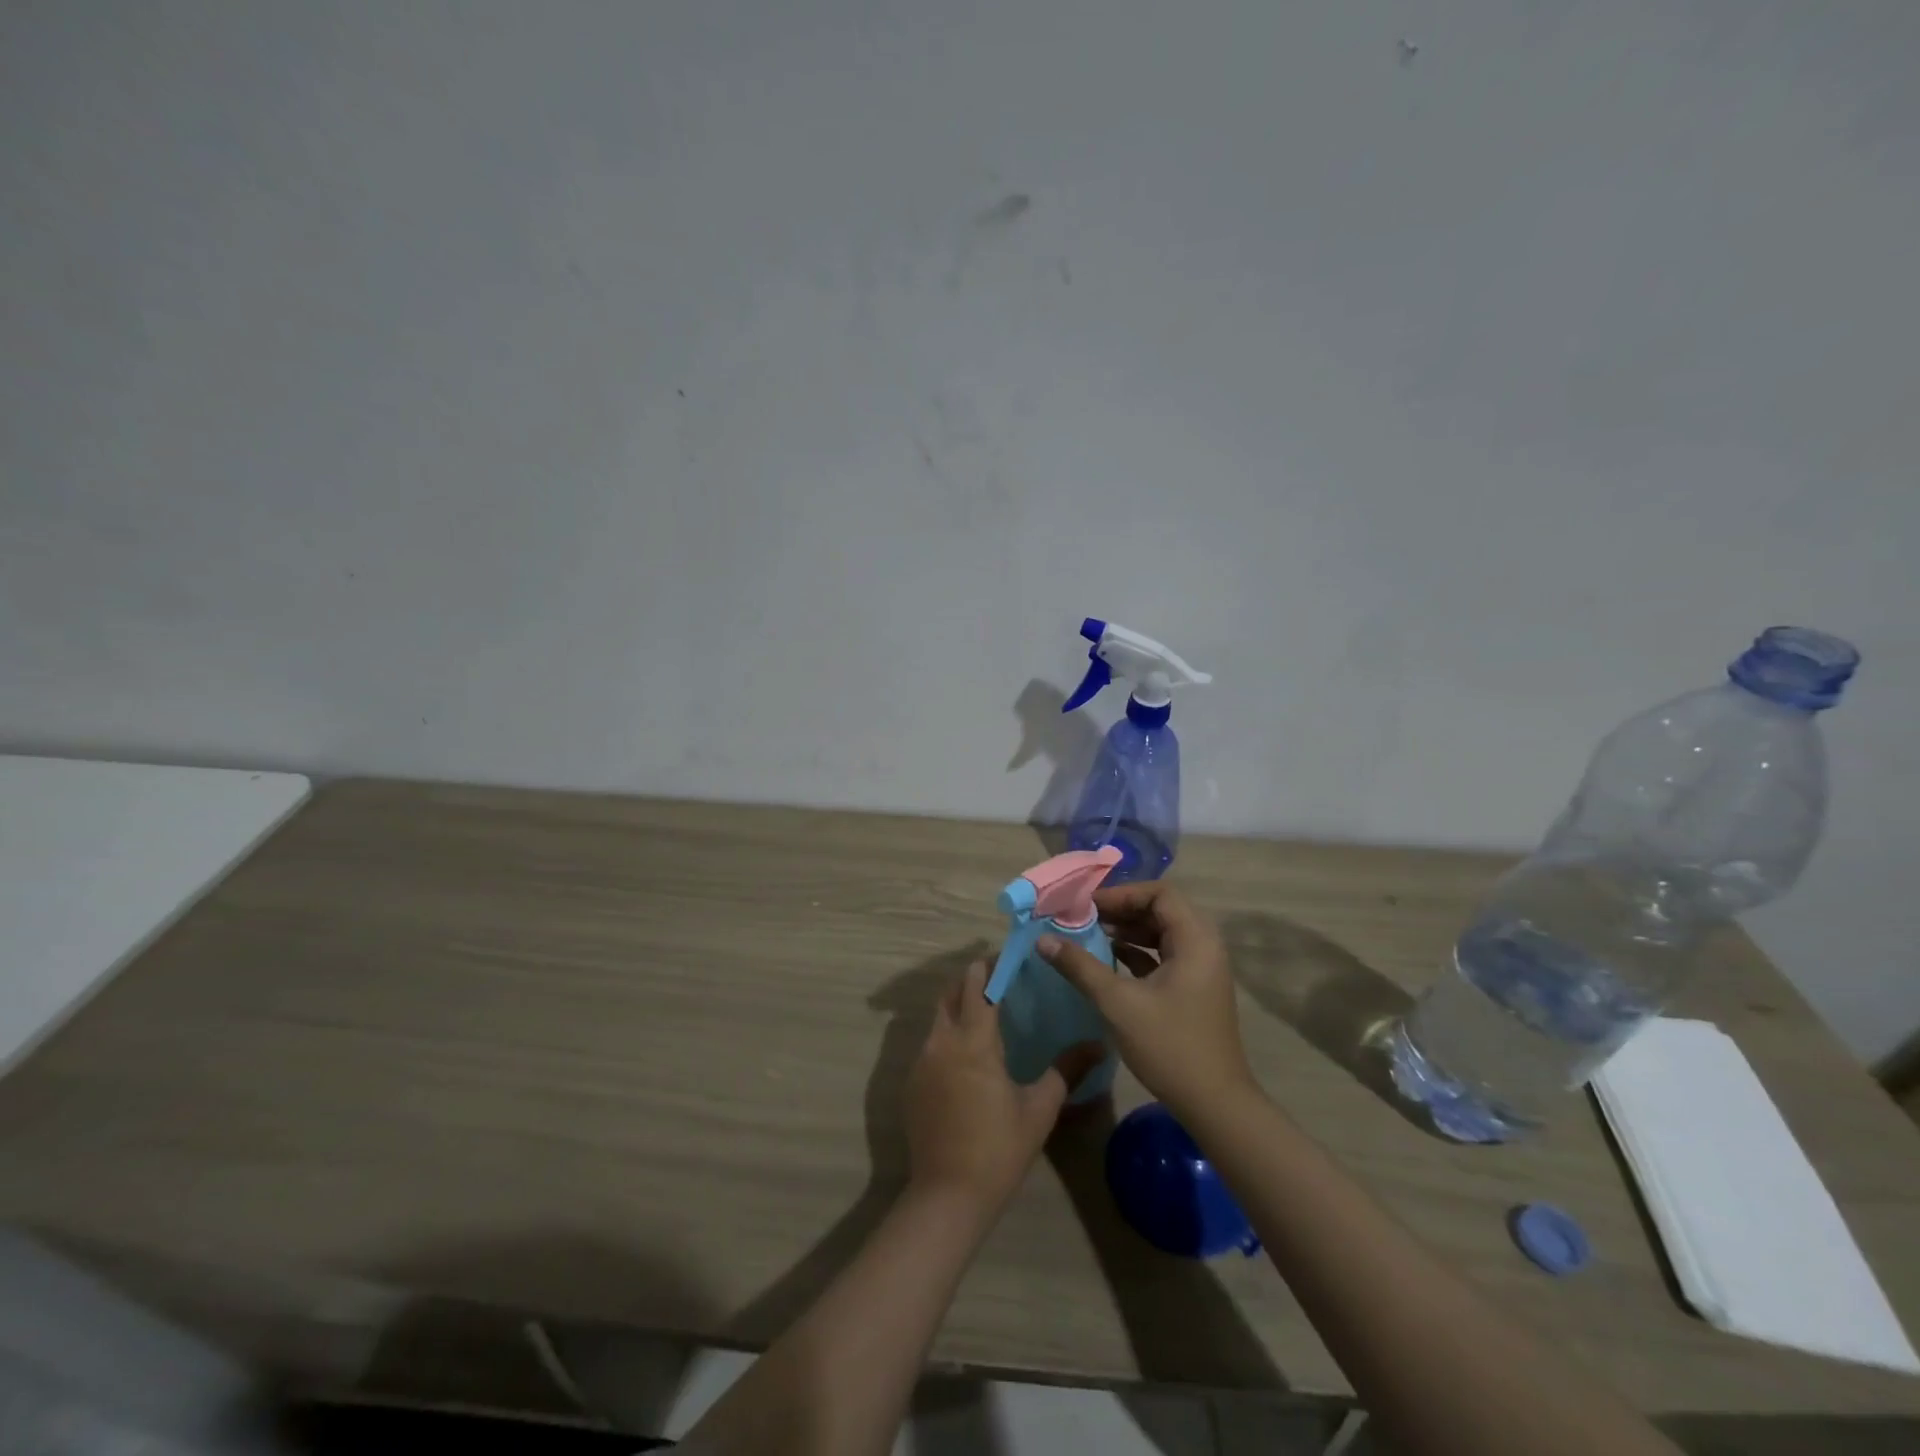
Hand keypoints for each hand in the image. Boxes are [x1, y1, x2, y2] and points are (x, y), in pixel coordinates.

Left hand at [903, 962, 1100, 1215]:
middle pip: (952, 993)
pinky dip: (947, 1035)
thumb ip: (1067, 1070)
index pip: (978, 984)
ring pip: (938, 1018)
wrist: (948, 1195)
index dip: (990, 966)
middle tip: (999, 979)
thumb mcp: (1040, 1108)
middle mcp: (942, 1041)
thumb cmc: (999, 1148)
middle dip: (972, 980)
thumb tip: (1099, 1044)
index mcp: (973, 1040)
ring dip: (958, 1006)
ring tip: (986, 1013)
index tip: (1009, 956)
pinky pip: (930, 1044)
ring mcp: (921, 1061)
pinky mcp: (912, 1083)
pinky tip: (967, 1056)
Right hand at [1038, 883, 1254, 1119]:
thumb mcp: (1118, 1004)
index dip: (1122, 894)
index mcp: (1196, 940)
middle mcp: (1204, 946)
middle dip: (1121, 910)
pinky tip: (1108, 959)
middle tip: (1083, 917)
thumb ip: (1080, 967)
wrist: (1215, 1105)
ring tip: (1090, 934)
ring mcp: (1201, 969)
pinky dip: (1137, 952)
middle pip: (1161, 910)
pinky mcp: (1194, 989)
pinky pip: (1164, 955)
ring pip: (1161, 933)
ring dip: (1127, 930)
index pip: (1160, 893)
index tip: (1087, 905)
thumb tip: (1043, 939)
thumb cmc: (1169, 1046)